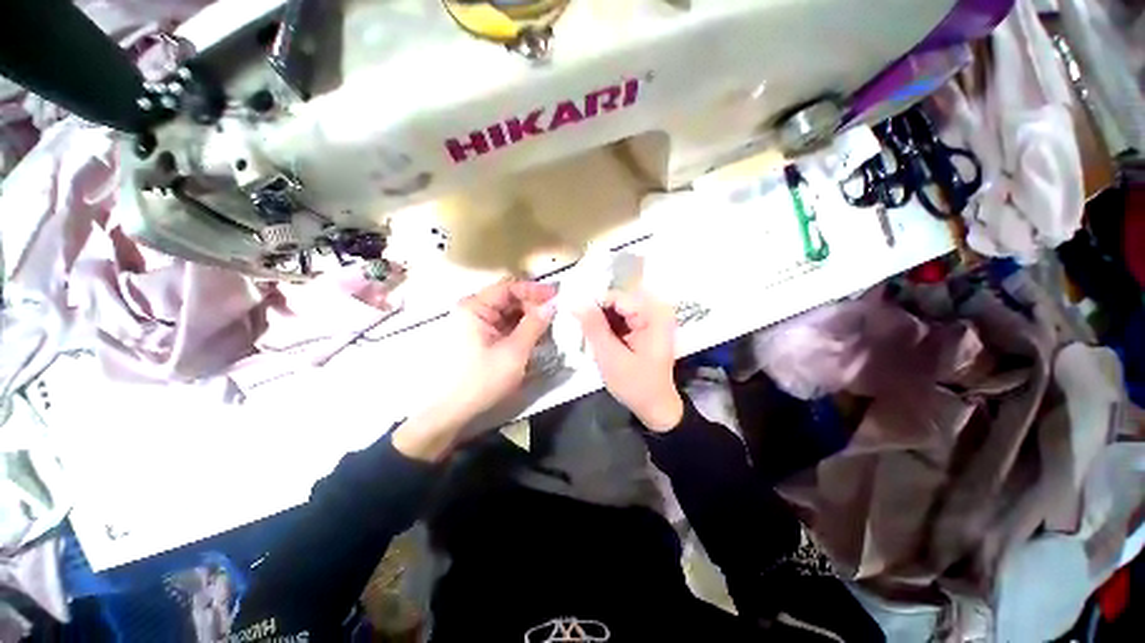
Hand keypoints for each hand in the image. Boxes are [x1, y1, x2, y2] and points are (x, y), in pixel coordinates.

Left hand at [394, 279, 555, 460]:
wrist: (454, 410)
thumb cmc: (483, 379)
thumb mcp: (514, 351)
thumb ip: (534, 325)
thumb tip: (552, 305)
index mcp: (475, 307)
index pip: (509, 287)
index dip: (534, 290)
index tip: (557, 296)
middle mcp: (474, 310)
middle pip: (509, 298)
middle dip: (533, 304)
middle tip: (555, 315)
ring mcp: (476, 324)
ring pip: (508, 312)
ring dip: (529, 317)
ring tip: (549, 325)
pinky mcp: (481, 337)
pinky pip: (504, 325)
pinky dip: (521, 328)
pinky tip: (535, 335)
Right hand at [575, 290, 683, 431]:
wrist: (656, 407)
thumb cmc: (637, 385)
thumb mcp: (611, 357)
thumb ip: (594, 327)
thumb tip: (576, 301)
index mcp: (653, 314)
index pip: (615, 297)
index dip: (592, 306)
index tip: (575, 320)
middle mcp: (655, 310)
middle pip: (616, 302)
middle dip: (597, 317)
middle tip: (585, 338)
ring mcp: (651, 317)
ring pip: (615, 310)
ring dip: (601, 324)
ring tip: (594, 344)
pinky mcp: (645, 326)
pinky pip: (620, 318)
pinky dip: (608, 329)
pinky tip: (603, 344)